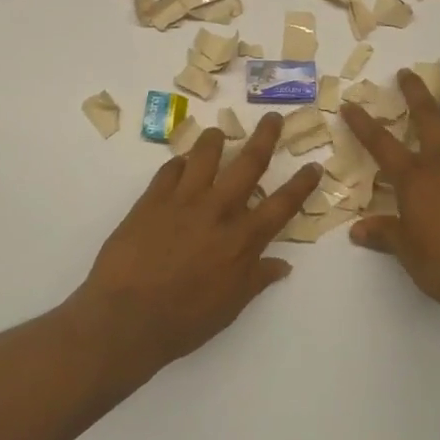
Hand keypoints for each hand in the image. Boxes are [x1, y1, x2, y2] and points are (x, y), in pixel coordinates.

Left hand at [73, 112, 323, 367]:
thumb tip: (283, 265)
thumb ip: (257, 279)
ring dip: (215, 140)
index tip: (313, 165)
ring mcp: (183, 201)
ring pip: (205, 155)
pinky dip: (178, 163)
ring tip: (218, 134)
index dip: (301, 184)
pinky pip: (169, 169)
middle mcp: (218, 211)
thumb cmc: (184, 321)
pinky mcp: (151, 200)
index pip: (282, 204)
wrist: (125, 318)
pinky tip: (180, 164)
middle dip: (265, 137)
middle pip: (249, 164)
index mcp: (243, 240)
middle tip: (272, 117)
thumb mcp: (230, 307)